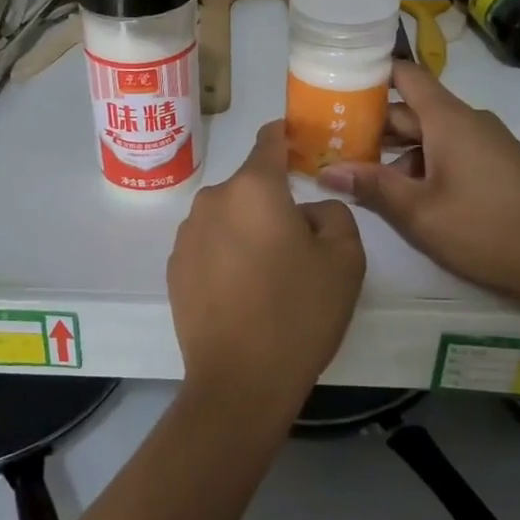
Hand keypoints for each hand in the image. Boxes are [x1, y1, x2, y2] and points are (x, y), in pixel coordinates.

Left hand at [167, 122, 366, 426]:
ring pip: (229, 215)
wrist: (239, 383)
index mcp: (254, 187)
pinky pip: (210, 244)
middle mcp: (213, 199)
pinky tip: (243, 292)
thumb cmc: (298, 313)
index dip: (289, 137)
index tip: (305, 147)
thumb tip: (308, 210)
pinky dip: (227, 254)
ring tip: (270, 274)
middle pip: (251, 185)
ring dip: (249, 229)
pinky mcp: (174, 266)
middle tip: (301, 240)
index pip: (270, 139)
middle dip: (275, 201)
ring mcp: (187, 233)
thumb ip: (334, 213)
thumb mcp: (345, 259)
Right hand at [317, 62, 519, 317]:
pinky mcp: (498, 166)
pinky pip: (451, 151)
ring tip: (361, 175)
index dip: (372, 74)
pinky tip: (406, 195)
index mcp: (448, 119)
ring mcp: (487, 143)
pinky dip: (423, 164)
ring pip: (431, 135)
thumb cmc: (485, 228)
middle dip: (374, 125)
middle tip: (334, 142)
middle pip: (413, 109)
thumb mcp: (418, 211)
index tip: (338, 84)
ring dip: (397, 151)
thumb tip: (327, 172)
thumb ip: (372, 186)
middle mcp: (468, 121)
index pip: (406, 75)